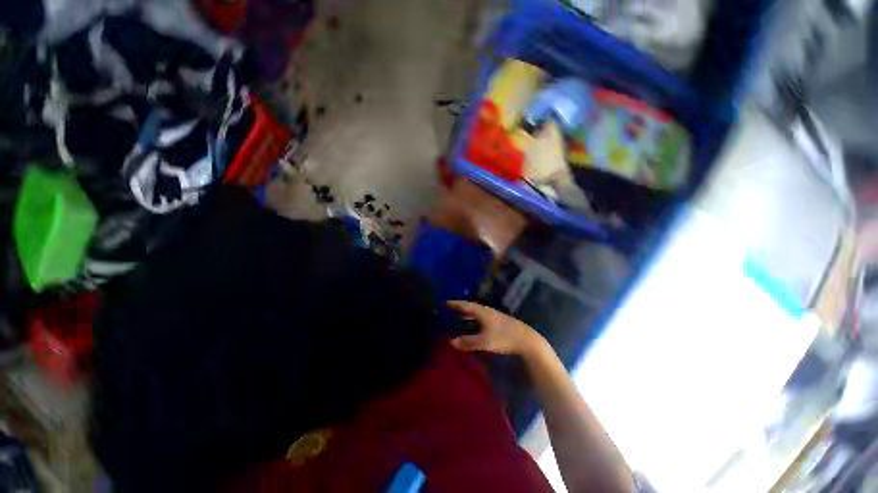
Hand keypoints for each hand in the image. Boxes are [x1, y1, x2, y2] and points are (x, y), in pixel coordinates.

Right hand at [447, 301, 542, 355]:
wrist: (527, 340)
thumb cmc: (504, 338)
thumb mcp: (484, 341)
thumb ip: (468, 342)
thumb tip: (451, 342)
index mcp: (482, 312)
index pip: (465, 305)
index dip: (455, 304)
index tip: (446, 302)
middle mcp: (487, 311)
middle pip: (471, 308)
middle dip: (460, 309)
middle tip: (450, 310)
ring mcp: (494, 316)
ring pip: (477, 314)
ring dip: (468, 316)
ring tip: (459, 318)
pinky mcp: (499, 323)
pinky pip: (482, 319)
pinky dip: (474, 321)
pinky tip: (474, 327)